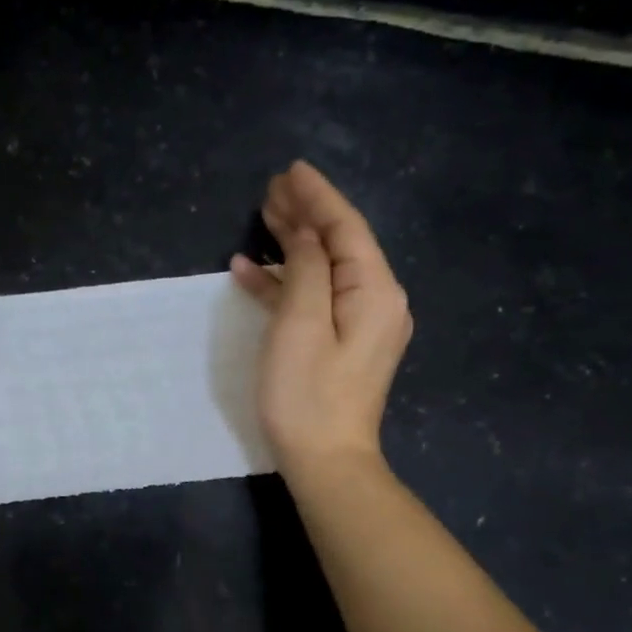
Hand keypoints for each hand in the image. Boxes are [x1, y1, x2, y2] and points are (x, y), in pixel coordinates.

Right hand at [230, 161, 412, 479]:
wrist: (326, 462)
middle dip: (305, 214)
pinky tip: (253, 272)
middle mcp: (377, 301)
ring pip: (324, 270)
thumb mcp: (300, 325)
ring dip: (293, 245)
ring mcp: (360, 325)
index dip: (317, 196)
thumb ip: (305, 270)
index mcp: (375, 291)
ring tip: (261, 218)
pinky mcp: (341, 345)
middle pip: (339, 244)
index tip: (290, 169)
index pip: (345, 228)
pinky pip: (315, 300)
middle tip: (270, 189)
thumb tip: (304, 235)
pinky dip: (287, 283)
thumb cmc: (308, 395)